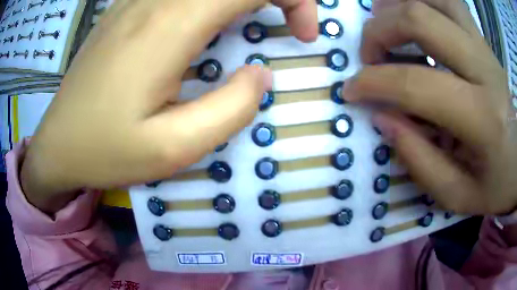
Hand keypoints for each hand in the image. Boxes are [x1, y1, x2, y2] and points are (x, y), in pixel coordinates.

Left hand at [21, 0, 317, 212]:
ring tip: (260, 23)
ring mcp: (137, 0)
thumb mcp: (172, 149)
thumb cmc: (105, 151)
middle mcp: (155, 0)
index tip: (303, 35)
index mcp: (169, 25)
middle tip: (291, 27)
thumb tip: (261, 74)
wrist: (58, 145)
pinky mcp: (127, 8)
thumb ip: (230, 109)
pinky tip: (215, 21)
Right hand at [343, 0, 516, 213]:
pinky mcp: (483, 38)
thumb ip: (420, 162)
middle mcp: (484, 67)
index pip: (417, 84)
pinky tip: (411, 15)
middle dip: (380, 31)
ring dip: (398, 5)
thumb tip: (384, 119)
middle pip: (420, 19)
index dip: (373, 82)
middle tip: (370, 56)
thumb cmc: (497, 183)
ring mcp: (484, 45)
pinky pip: (448, 0)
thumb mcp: (458, 195)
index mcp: (483, 118)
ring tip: (386, 27)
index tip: (351, 90)